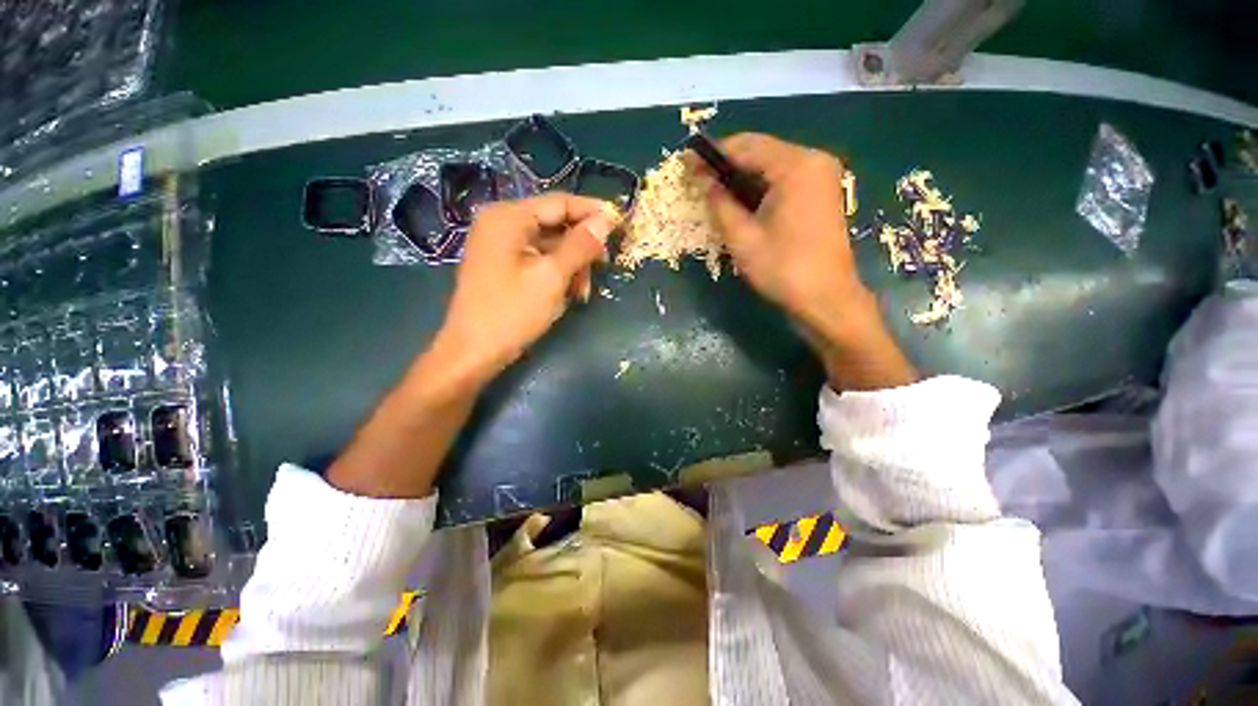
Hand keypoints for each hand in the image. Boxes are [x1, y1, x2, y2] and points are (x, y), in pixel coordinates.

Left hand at [435, 193, 618, 382]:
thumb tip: (605, 220)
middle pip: (555, 223)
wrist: (473, 353)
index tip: (621, 223)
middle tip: (604, 265)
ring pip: (551, 245)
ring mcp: (501, 246)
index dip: (593, 211)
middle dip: (582, 246)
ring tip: (584, 292)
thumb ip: (580, 245)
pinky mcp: (504, 265)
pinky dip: (558, 273)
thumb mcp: (552, 277)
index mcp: (508, 218)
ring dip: (573, 265)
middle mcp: (502, 223)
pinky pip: (540, 260)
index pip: (560, 202)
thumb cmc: (512, 313)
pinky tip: (570, 293)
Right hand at [701, 133, 863, 332]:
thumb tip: (704, 182)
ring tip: (713, 192)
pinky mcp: (821, 192)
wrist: (826, 298)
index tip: (685, 163)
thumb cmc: (783, 269)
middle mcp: (813, 160)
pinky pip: (783, 179)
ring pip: (771, 165)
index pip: (746, 146)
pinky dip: (759, 187)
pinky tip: (740, 201)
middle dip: (726, 164)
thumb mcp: (742, 238)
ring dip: (741, 176)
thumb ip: (720, 204)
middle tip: (697, 179)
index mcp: (796, 166)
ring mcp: (821, 176)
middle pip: (760, 151)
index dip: (712, 153)